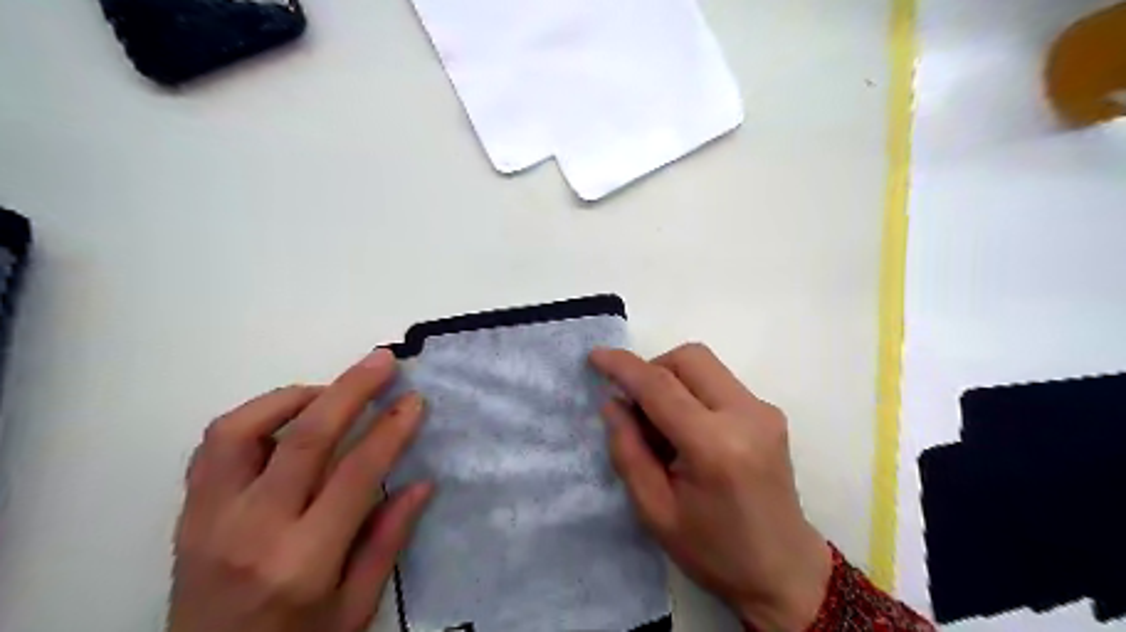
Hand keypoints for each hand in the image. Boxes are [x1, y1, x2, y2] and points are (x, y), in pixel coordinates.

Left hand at [169, 349, 431, 630]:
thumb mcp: (355, 608)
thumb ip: (387, 541)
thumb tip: (421, 483)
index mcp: (302, 561)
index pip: (356, 473)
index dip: (391, 429)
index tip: (414, 400)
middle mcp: (251, 531)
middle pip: (304, 437)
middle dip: (351, 389)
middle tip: (382, 361)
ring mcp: (210, 518)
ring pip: (242, 429)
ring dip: (295, 396)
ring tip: (332, 391)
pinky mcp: (189, 513)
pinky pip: (213, 446)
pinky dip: (255, 416)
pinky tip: (287, 417)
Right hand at [593, 346, 830, 631]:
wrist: (785, 572)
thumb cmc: (714, 552)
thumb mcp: (655, 511)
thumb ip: (628, 451)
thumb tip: (613, 402)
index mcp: (715, 446)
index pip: (661, 386)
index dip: (624, 367)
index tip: (595, 356)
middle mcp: (746, 415)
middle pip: (688, 358)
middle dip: (652, 369)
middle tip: (635, 407)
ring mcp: (763, 410)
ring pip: (704, 365)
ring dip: (672, 379)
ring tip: (661, 424)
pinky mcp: (769, 413)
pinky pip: (718, 381)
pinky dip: (692, 391)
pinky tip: (687, 431)